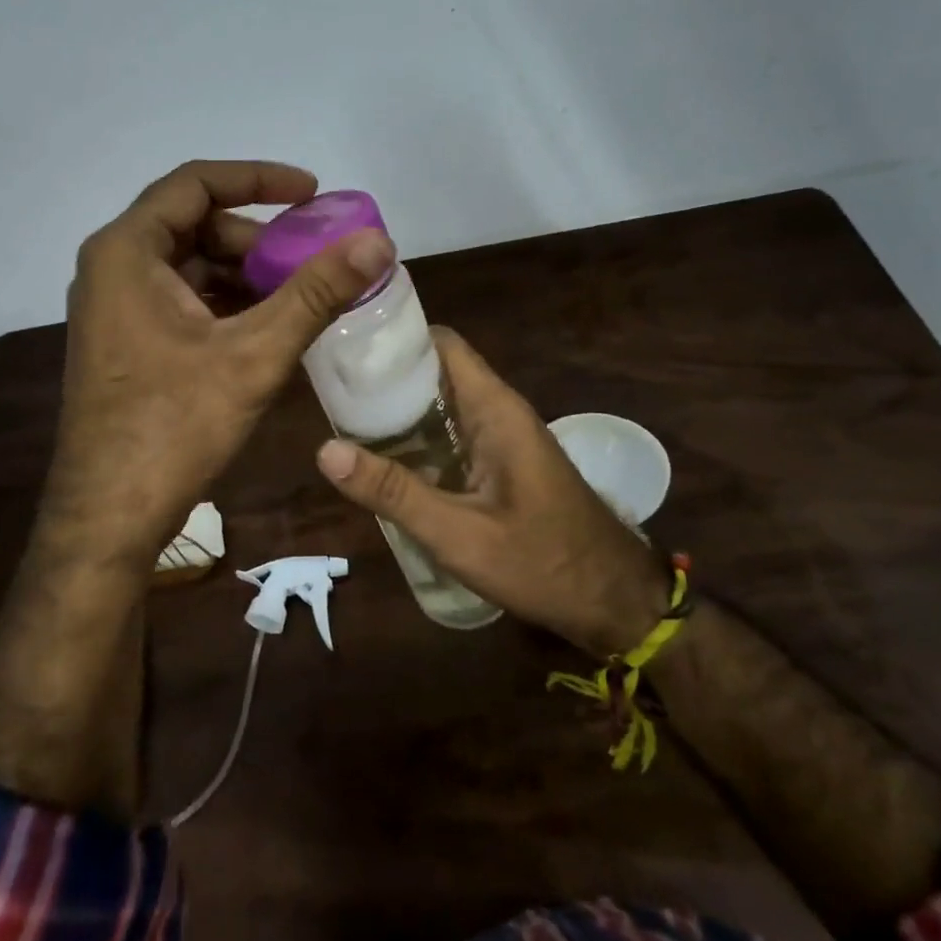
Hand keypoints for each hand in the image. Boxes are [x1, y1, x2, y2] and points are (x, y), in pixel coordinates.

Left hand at [40, 160, 393, 561]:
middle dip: (256, 239)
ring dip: (244, 275)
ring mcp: (113, 308)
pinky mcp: (124, 342)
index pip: (195, 184)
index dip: (258, 180)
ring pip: (188, 267)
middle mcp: (111, 268)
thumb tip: (378, 241)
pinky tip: (265, 330)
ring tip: (299, 298)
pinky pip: (179, 301)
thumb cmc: (174, 425)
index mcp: (127, 251)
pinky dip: (224, 305)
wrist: (109, 515)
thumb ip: (316, 292)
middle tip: (311, 260)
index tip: (312, 194)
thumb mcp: (254, 353)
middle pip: (193, 226)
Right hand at [316, 328, 665, 653]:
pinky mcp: (500, 463)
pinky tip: (382, 461)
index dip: (393, 337)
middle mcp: (498, 411)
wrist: (615, 602)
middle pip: (433, 371)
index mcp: (494, 408)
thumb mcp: (459, 534)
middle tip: (328, 389)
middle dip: (384, 376)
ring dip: (397, 409)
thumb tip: (325, 450)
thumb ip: (394, 492)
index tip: (344, 345)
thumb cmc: (543, 563)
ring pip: (440, 404)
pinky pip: (450, 433)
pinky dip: (416, 438)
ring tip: (340, 420)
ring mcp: (501, 438)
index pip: (439, 343)